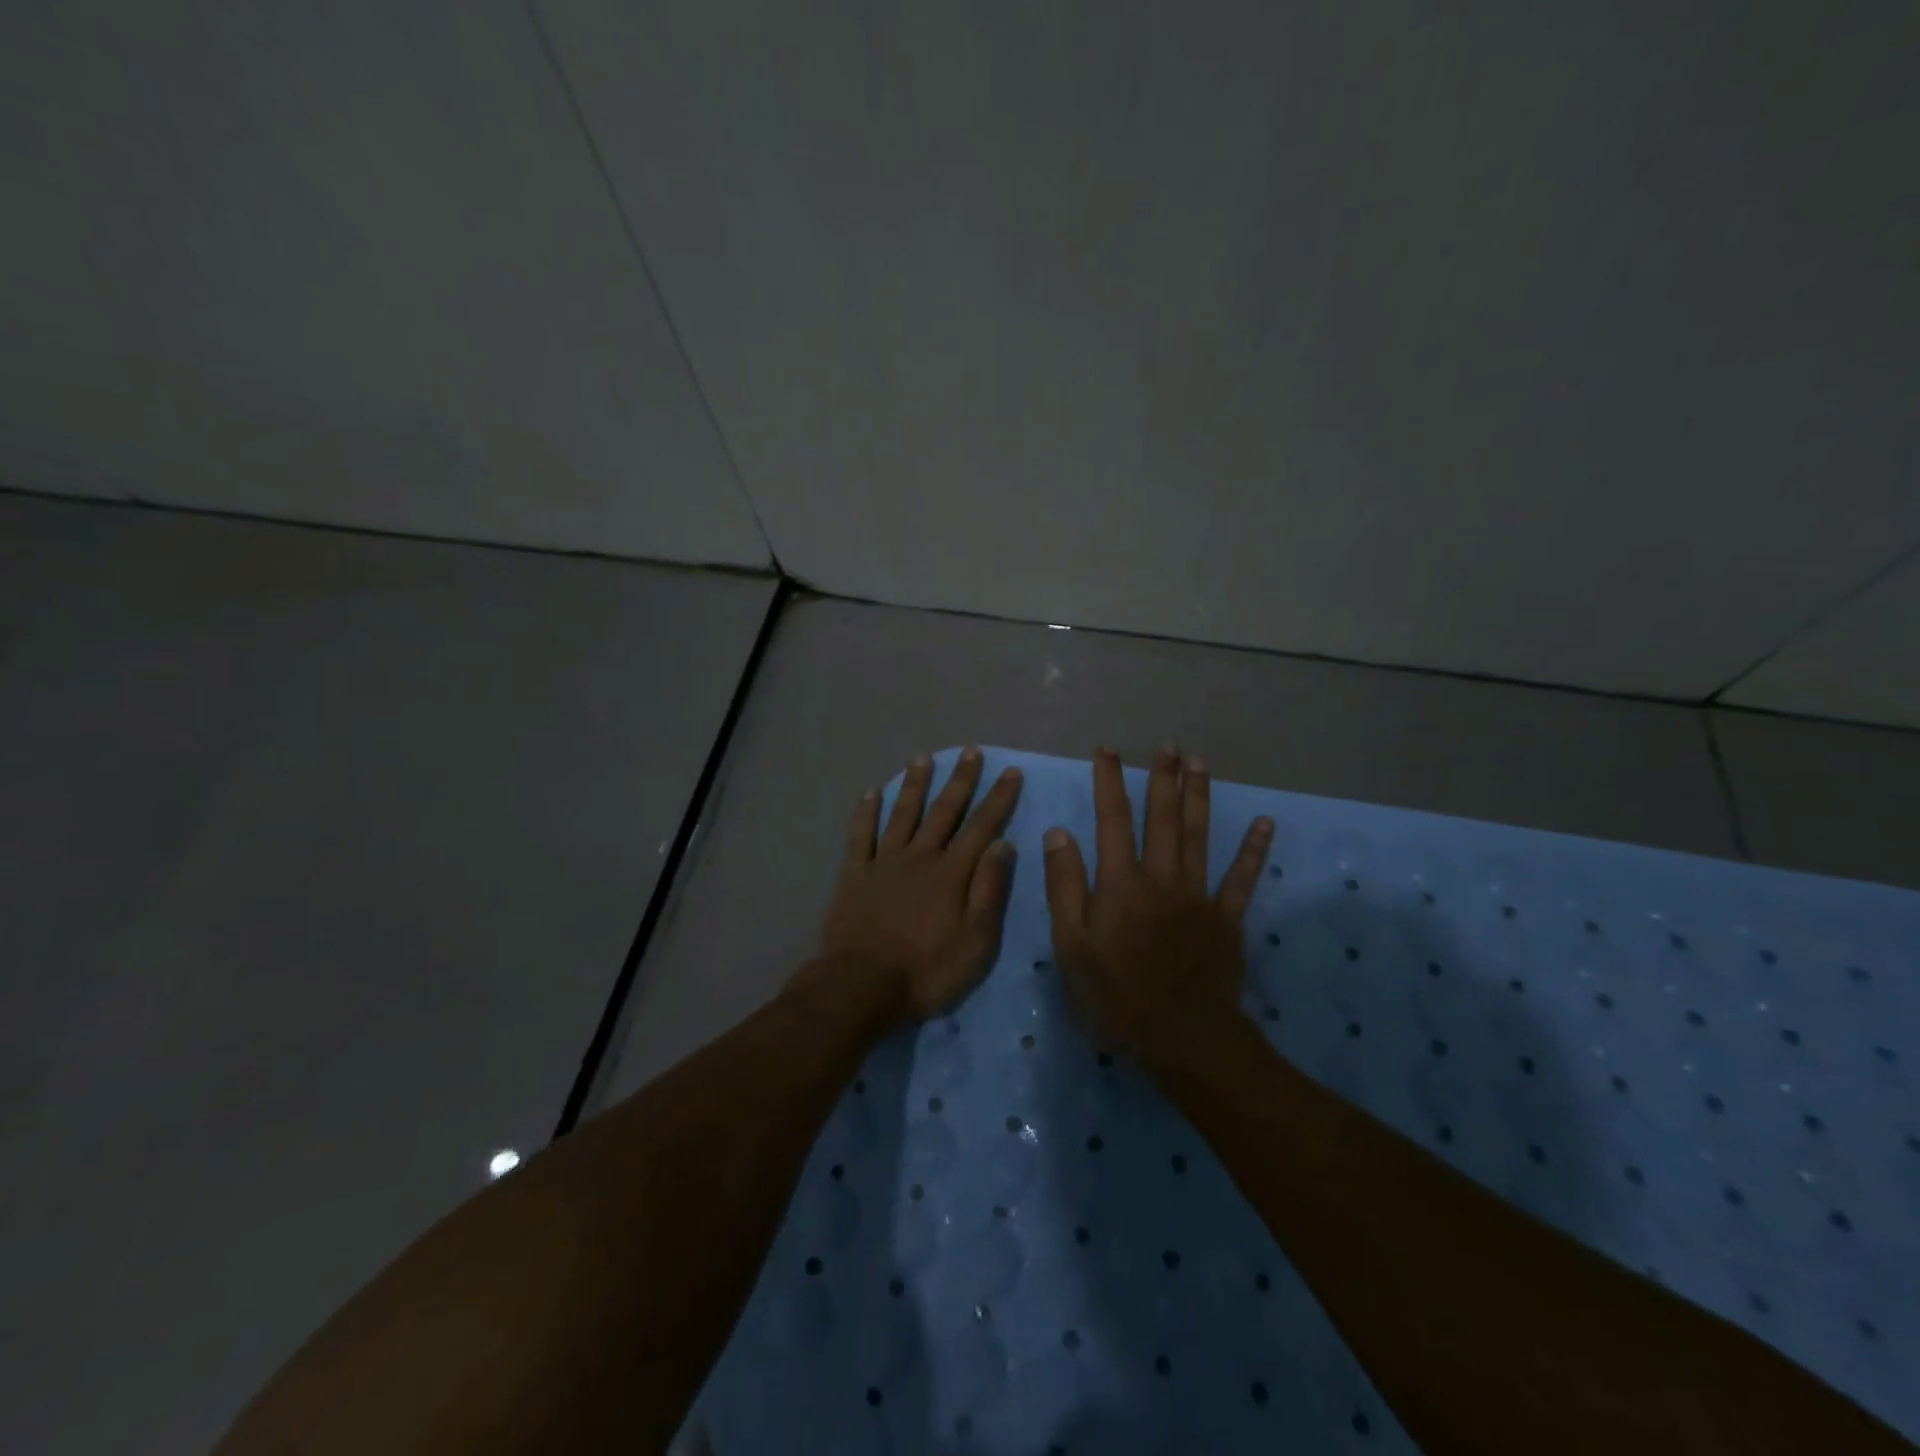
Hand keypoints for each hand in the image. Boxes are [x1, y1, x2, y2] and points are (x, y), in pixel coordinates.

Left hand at [809, 748, 1023, 1022]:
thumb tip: (1003, 844)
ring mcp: (884, 862)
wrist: (862, 986)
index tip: (1010, 772)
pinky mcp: (854, 874)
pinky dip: (865, 812)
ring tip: (922, 757)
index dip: (998, 799)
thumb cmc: (926, 971)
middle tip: (970, 751)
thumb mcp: (975, 941)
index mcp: (951, 873)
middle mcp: (920, 857)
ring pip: (902, 814)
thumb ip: (989, 890)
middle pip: (944, 811)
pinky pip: (860, 835)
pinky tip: (870, 792)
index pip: (982, 827)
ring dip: (914, 784)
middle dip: (960, 780)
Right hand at [1042, 743, 1271, 1060]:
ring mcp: (1198, 895)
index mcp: (1121, 883)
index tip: (1107, 749)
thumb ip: (1065, 887)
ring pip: (1199, 835)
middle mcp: (1161, 877)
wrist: (1183, 1039)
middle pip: (1162, 818)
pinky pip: (1242, 878)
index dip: (1109, 781)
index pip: (1112, 819)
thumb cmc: (1116, 996)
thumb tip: (1060, 833)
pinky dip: (1254, 850)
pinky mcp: (1226, 918)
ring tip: (1200, 762)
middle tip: (1167, 745)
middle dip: (1163, 778)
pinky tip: (1266, 824)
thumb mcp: (1071, 946)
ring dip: (1199, 796)